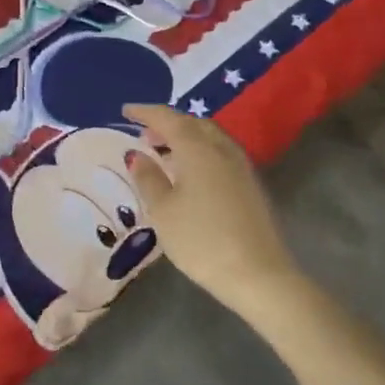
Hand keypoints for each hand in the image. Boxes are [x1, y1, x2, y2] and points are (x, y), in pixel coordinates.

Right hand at [123, 104, 301, 322]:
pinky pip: (220, 153)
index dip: (146, 112)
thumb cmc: (201, 240)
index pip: (168, 119)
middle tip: (145, 134)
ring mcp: (240, 166)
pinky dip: (200, 151)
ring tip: (164, 152)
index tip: (126, 110)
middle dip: (167, 123)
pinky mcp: (250, 184)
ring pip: (210, 137)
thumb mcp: (163, 211)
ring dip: (186, 137)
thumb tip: (137, 154)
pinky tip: (190, 172)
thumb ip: (148, 178)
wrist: (258, 274)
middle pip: (193, 123)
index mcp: (197, 148)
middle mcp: (221, 149)